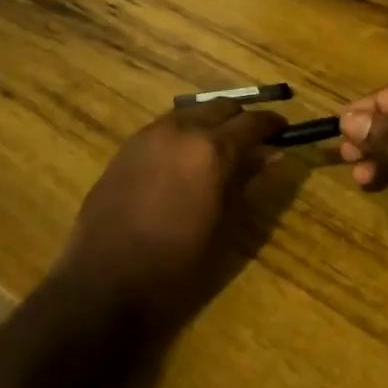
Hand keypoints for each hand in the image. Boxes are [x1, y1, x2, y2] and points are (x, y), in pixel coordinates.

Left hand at [53, 102, 285, 336]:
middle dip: (241, 118)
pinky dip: (183, 132)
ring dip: (210, 121)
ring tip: (219, 146)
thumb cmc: (176, 265)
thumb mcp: (222, 225)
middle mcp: (181, 130)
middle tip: (254, 139)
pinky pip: (164, 126)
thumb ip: (245, 181)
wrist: (105, 281)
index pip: (252, 122)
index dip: (271, 124)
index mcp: (211, 150)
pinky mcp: (126, 147)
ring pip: (190, 112)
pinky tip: (183, 157)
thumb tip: (271, 155)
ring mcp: (149, 134)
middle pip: (221, 106)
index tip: (283, 130)